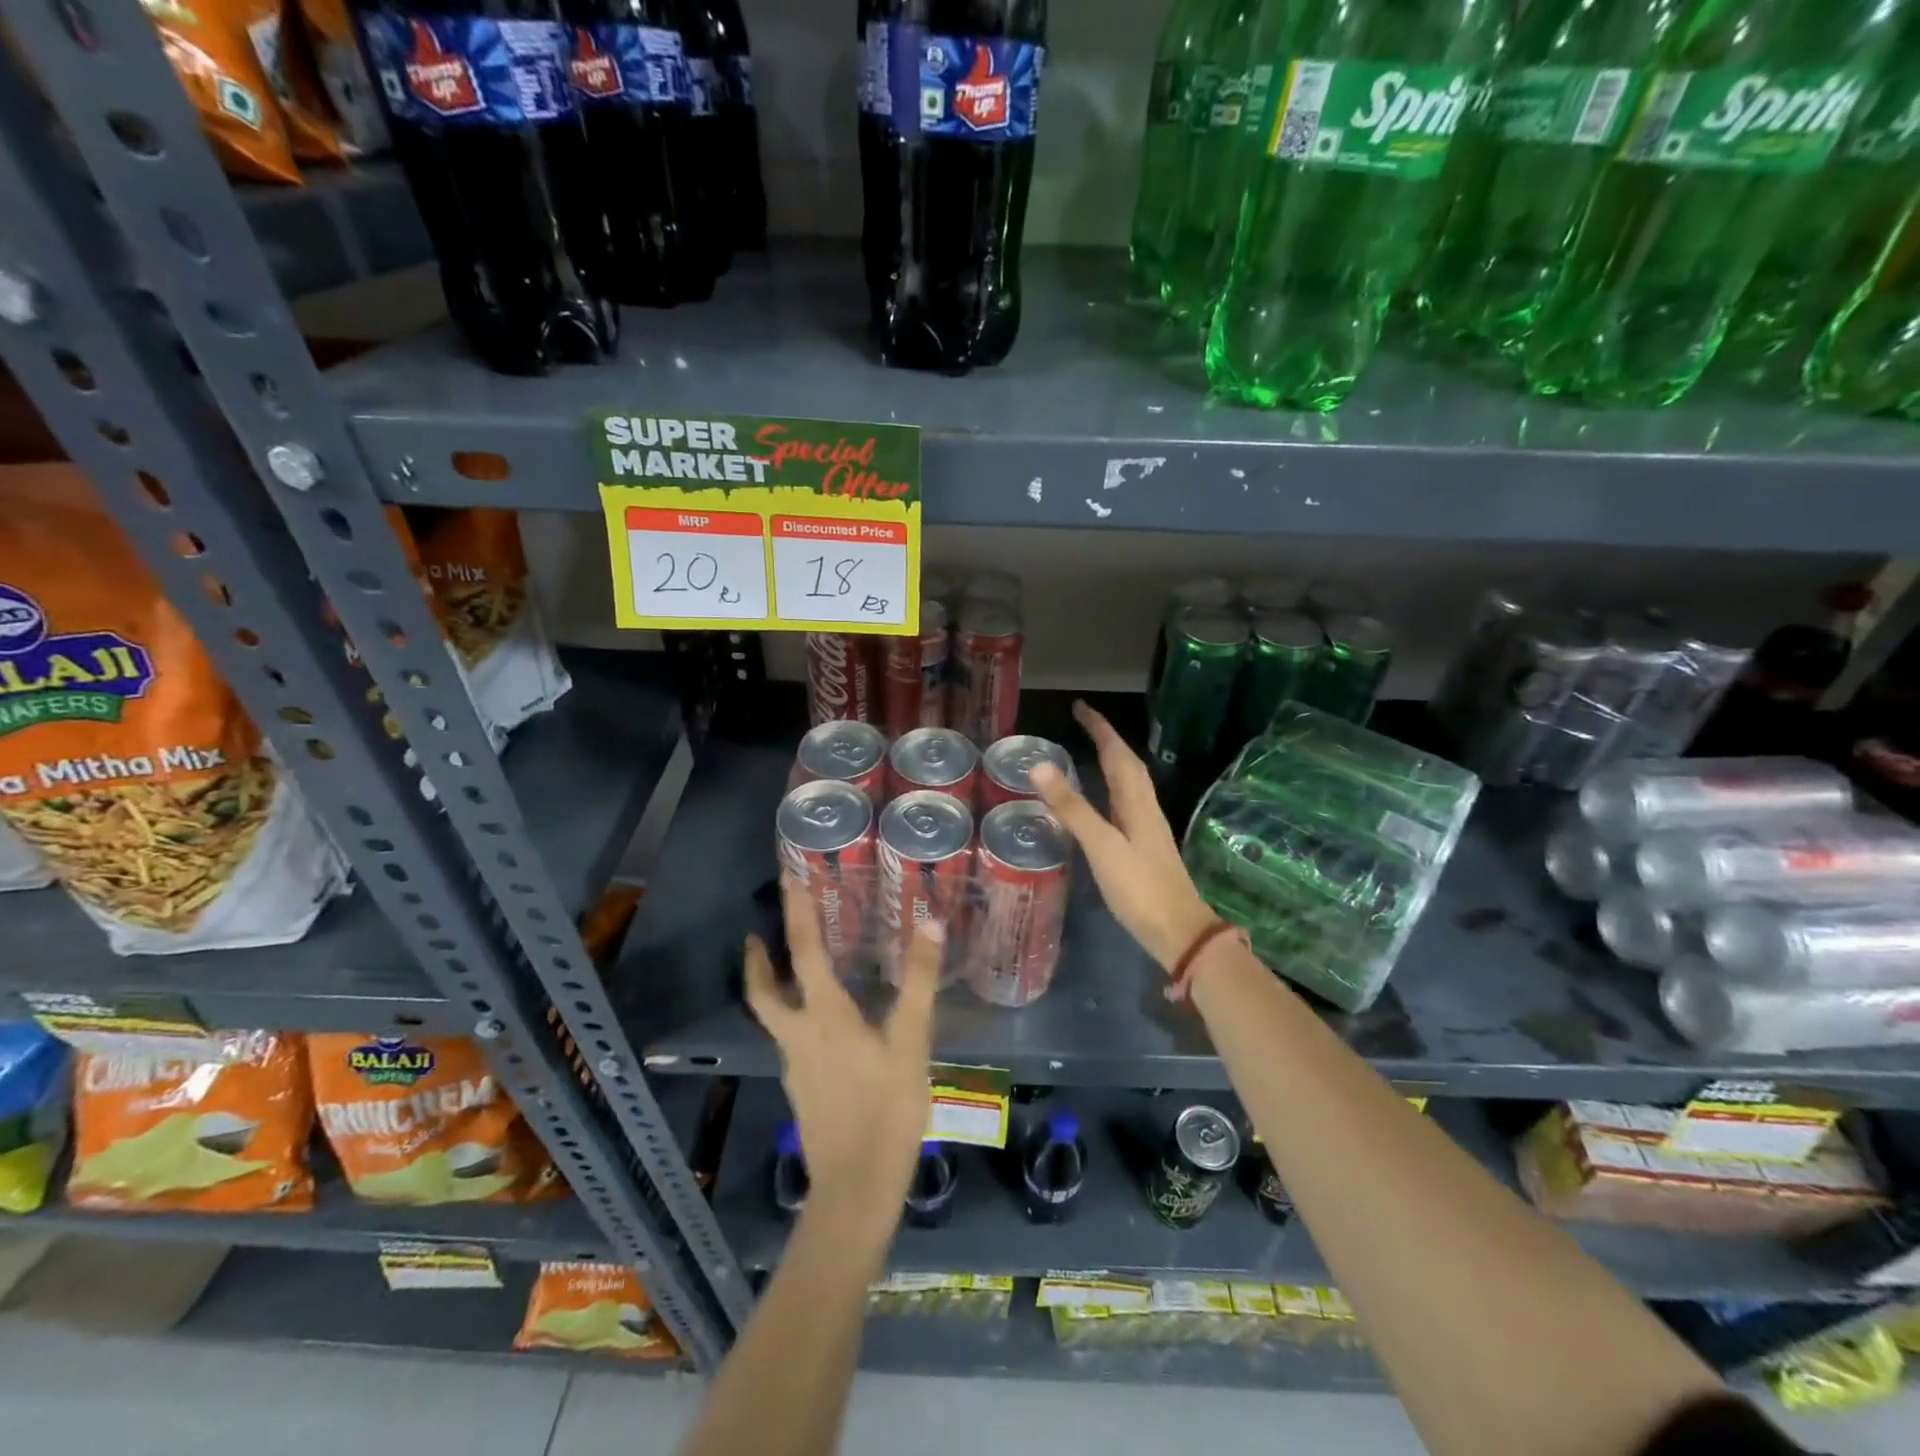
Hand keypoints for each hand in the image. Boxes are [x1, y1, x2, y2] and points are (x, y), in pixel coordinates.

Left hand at [743, 874, 940, 1236]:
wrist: (855, 1192)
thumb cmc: (886, 1111)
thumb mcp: (911, 1044)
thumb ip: (918, 983)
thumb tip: (928, 922)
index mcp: (824, 1016)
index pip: (803, 951)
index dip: (796, 912)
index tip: (787, 879)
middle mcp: (799, 1035)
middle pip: (764, 990)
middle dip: (758, 958)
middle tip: (758, 931)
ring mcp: (796, 1065)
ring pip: (774, 1015)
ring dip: (773, 985)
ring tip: (789, 968)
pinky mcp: (803, 1089)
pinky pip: (791, 1039)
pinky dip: (794, 1016)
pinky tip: (822, 1026)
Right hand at [1030, 700, 1218, 973]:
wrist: (1178, 931)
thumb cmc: (1139, 888)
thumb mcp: (1101, 846)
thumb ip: (1072, 808)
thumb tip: (1040, 767)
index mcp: (1136, 802)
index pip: (1116, 753)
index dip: (1100, 728)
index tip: (1080, 708)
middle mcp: (1145, 807)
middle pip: (1127, 763)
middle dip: (1106, 739)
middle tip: (1082, 723)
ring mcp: (1147, 827)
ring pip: (1129, 782)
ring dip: (1112, 760)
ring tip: (1090, 749)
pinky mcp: (1144, 845)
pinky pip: (1126, 802)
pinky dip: (1112, 787)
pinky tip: (1103, 799)